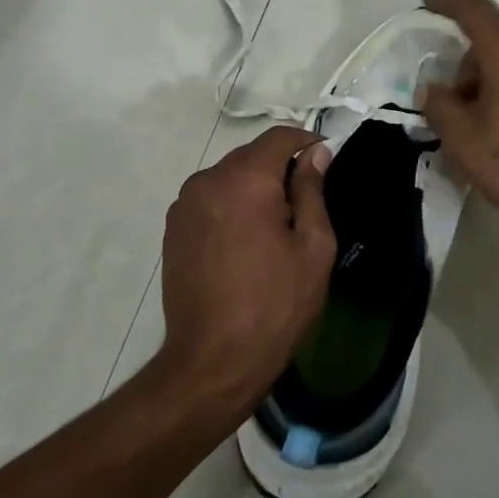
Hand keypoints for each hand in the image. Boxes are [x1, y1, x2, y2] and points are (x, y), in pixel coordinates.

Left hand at [156, 126, 336, 421]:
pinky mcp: (173, 229)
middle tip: (303, 208)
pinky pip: (210, 200)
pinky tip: (244, 244)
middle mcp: (208, 180)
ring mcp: (184, 204)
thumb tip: (315, 153)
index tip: (325, 162)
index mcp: (245, 178)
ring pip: (229, 178)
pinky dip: (231, 207)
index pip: (279, 137)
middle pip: (251, 156)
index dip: (306, 143)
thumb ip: (312, 191)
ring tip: (273, 231)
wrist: (212, 360)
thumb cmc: (275, 304)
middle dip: (279, 170)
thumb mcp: (312, 247)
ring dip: (253, 190)